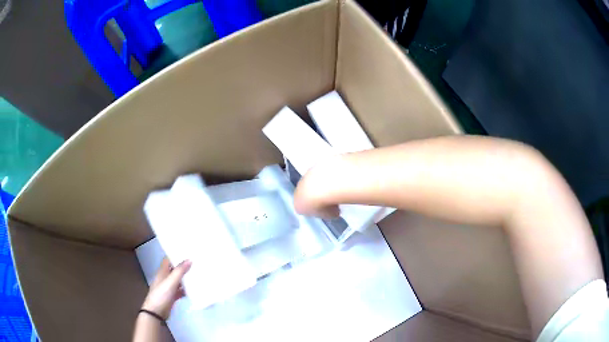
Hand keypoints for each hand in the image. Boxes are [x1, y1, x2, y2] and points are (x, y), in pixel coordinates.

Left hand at [142, 258, 191, 319]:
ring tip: (198, 274)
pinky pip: (180, 290)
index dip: (175, 255)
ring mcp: (168, 288)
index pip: (168, 260)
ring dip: (186, 278)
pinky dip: (186, 290)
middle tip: (196, 263)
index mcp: (162, 272)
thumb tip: (189, 259)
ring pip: (178, 280)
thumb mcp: (170, 282)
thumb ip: (179, 271)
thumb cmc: (161, 295)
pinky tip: (194, 290)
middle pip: (174, 269)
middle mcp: (165, 278)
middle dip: (183, 267)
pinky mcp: (172, 296)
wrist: (156, 312)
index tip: (187, 252)